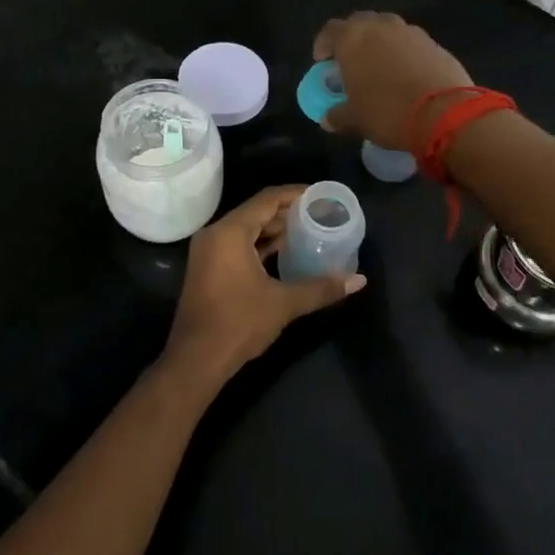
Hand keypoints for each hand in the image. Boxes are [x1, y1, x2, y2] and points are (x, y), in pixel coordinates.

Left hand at [160, 186, 366, 387]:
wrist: (196, 360)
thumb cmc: (238, 324)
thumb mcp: (284, 303)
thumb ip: (321, 288)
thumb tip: (359, 280)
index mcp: (230, 232)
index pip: (267, 199)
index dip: (296, 194)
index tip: (321, 196)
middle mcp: (215, 234)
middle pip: (256, 211)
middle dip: (288, 212)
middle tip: (320, 214)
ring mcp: (208, 251)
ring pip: (246, 229)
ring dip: (275, 229)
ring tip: (308, 230)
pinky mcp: (208, 268)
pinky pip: (237, 244)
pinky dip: (260, 244)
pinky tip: (285, 252)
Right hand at [312, 12, 473, 150]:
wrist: (445, 113)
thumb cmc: (387, 112)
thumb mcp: (356, 120)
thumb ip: (338, 115)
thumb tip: (328, 119)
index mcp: (353, 38)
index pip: (330, 31)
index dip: (323, 45)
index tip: (323, 62)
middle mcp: (381, 26)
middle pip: (360, 23)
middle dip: (353, 39)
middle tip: (351, 62)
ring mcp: (411, 32)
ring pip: (388, 30)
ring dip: (380, 44)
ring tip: (380, 68)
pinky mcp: (435, 43)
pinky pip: (411, 44)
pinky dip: (404, 54)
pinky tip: (406, 75)